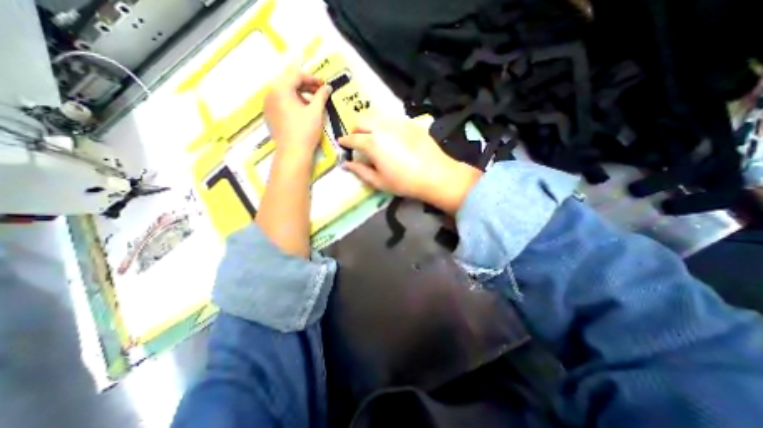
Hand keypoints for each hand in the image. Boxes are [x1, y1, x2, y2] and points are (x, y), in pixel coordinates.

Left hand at [266, 63, 330, 153]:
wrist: (293, 152)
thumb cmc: (305, 130)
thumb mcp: (316, 112)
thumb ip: (321, 96)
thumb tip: (328, 87)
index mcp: (281, 88)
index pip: (297, 75)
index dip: (312, 78)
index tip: (323, 85)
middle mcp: (271, 93)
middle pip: (289, 82)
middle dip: (306, 86)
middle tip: (319, 92)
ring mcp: (268, 105)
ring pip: (285, 93)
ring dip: (299, 94)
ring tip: (312, 103)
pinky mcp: (269, 115)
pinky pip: (281, 102)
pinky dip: (292, 102)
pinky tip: (302, 111)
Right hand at [336, 116, 478, 213]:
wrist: (435, 174)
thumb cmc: (404, 182)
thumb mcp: (379, 181)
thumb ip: (360, 171)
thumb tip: (346, 164)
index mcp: (372, 143)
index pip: (352, 138)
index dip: (345, 141)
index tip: (342, 143)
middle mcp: (382, 127)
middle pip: (361, 120)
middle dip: (355, 129)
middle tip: (357, 140)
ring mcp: (397, 122)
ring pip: (376, 116)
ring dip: (369, 124)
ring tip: (372, 136)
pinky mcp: (409, 122)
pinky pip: (391, 118)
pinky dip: (384, 124)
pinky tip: (390, 135)